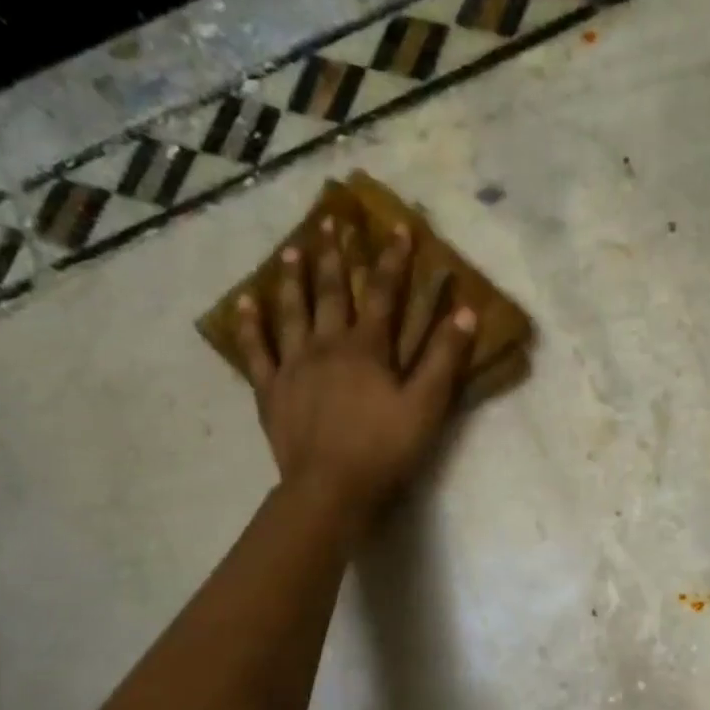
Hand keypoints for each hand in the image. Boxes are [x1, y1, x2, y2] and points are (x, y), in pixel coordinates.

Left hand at [234, 216, 476, 512]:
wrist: (331, 488)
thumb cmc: (386, 448)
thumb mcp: (427, 405)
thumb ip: (445, 358)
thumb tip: (466, 312)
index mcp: (367, 348)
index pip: (382, 292)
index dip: (392, 258)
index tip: (396, 226)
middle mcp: (326, 345)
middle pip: (329, 291)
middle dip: (334, 254)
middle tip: (330, 221)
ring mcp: (293, 366)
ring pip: (291, 311)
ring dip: (292, 278)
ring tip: (292, 248)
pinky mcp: (271, 390)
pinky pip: (256, 351)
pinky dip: (249, 325)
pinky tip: (243, 302)